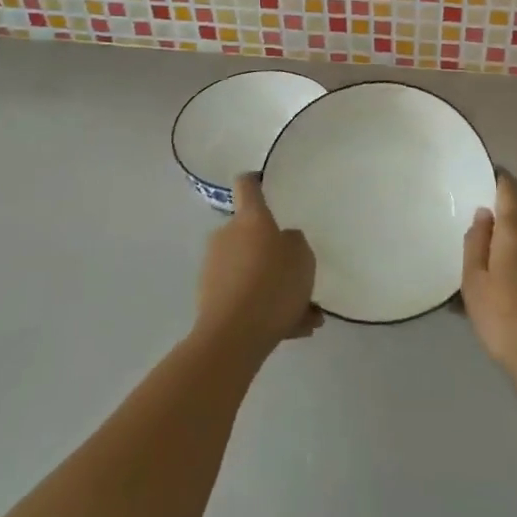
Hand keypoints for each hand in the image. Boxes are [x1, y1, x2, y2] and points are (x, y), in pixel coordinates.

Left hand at [195, 174, 320, 358]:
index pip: (247, 185)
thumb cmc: (272, 284)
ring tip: (305, 314)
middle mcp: (227, 237)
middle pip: (251, 235)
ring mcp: (215, 268)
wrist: (233, 336)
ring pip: (251, 271)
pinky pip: (244, 297)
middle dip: (273, 254)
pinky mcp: (210, 299)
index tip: (263, 182)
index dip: (256, 181)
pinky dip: (264, 309)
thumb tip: (283, 241)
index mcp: (250, 219)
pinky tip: (293, 330)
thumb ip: (295, 243)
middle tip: (299, 275)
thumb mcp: (302, 257)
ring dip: (273, 287)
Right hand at [461, 171, 516, 381]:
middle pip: (516, 222)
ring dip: (507, 255)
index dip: (499, 179)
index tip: (485, 177)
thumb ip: (476, 242)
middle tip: (472, 252)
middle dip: (496, 230)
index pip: (511, 189)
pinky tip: (503, 298)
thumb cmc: (502, 314)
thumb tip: (484, 215)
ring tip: (484, 282)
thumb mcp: (473, 280)